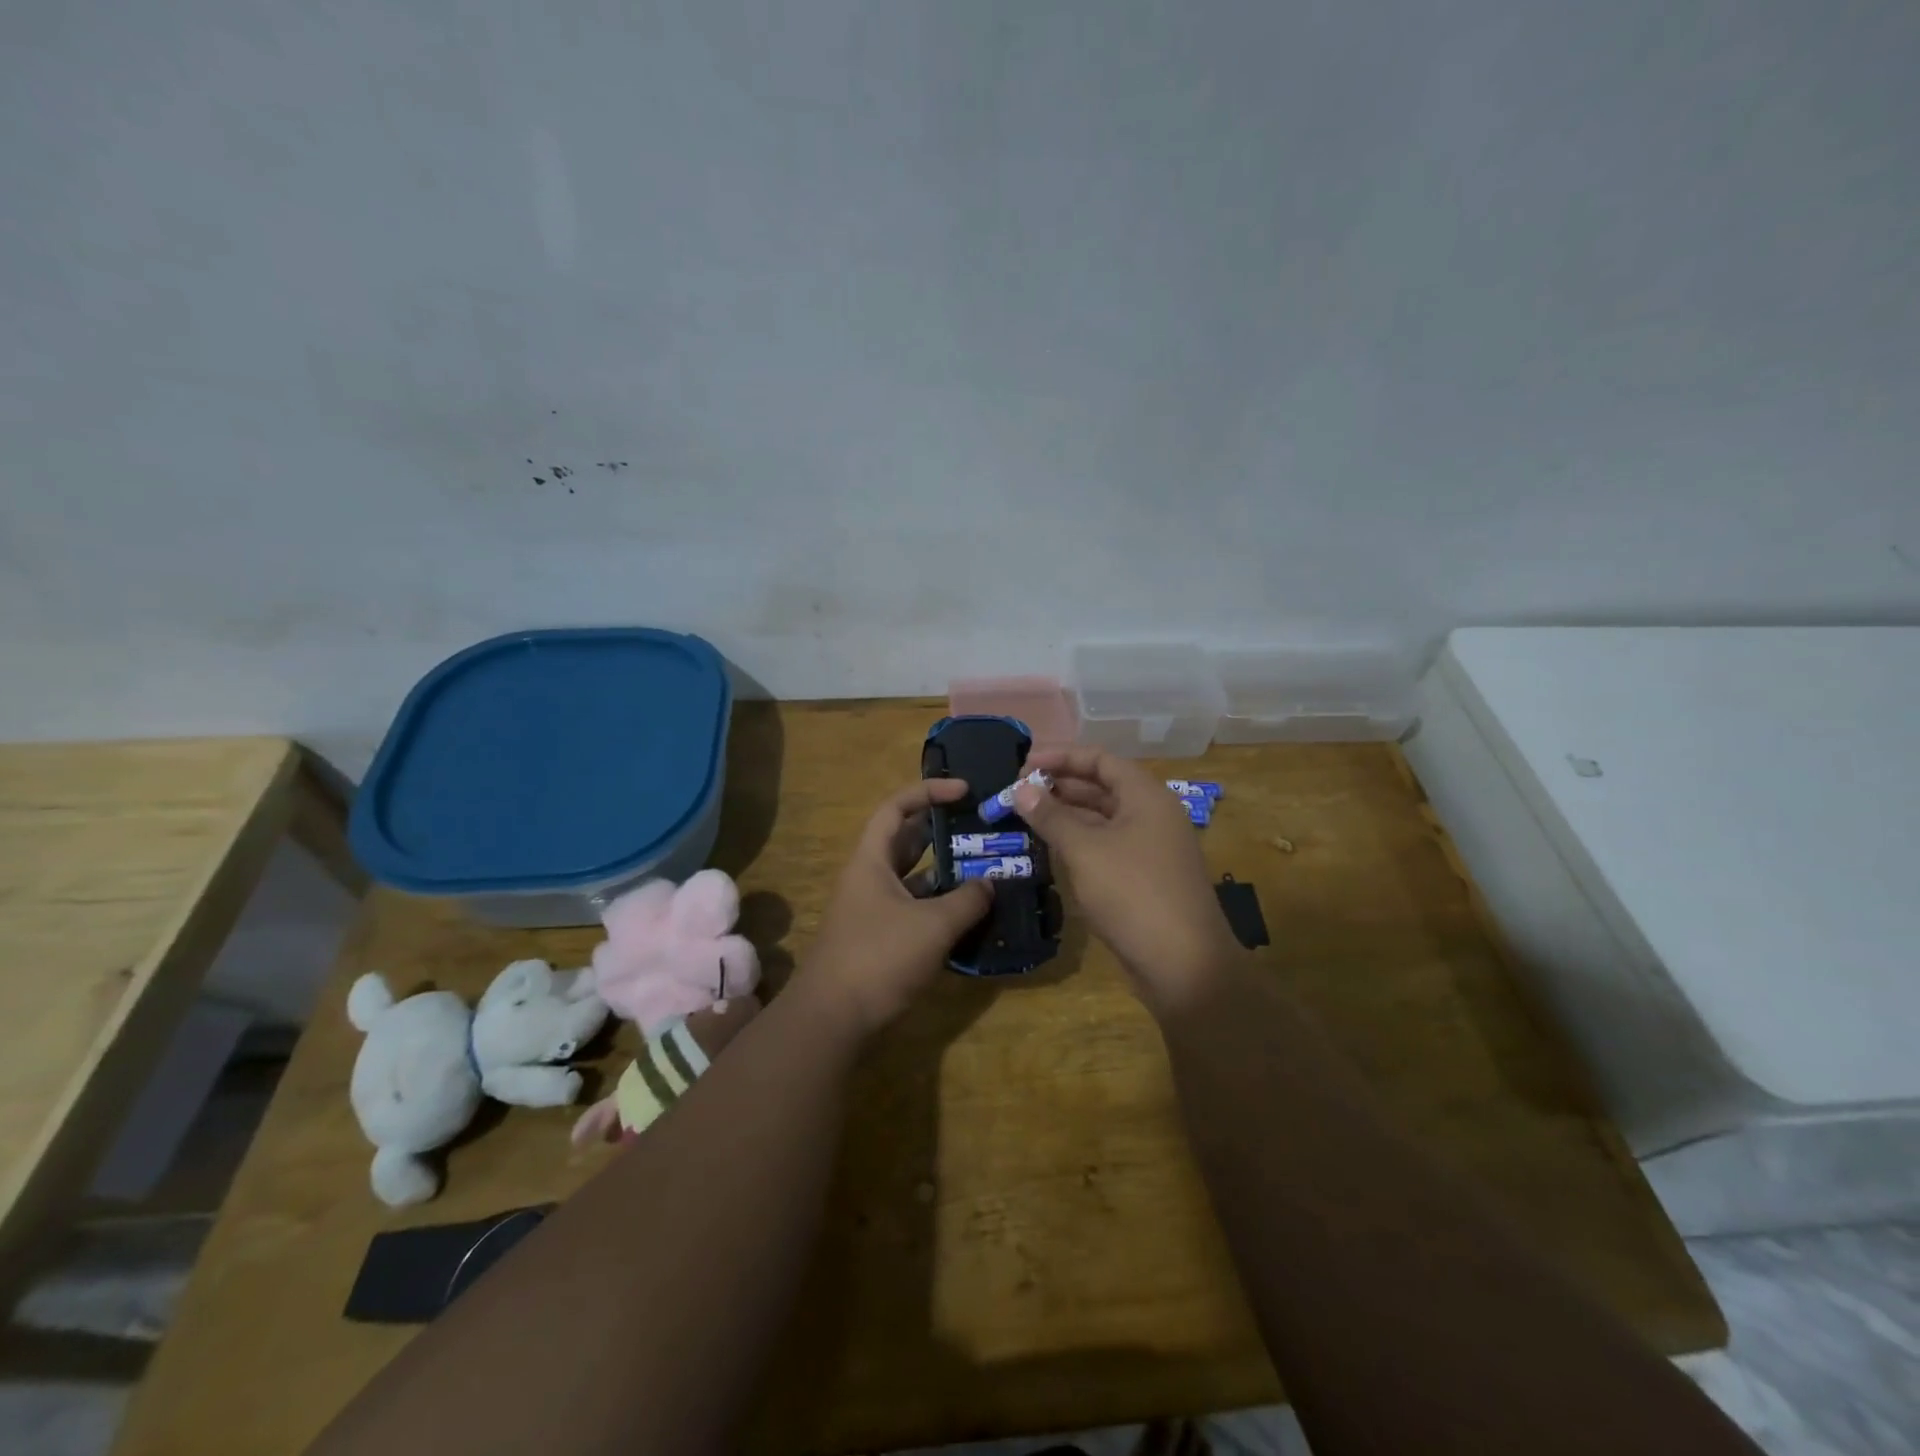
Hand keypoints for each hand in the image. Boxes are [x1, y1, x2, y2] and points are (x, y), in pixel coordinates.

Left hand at [798, 779, 993, 1035]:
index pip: (897, 808)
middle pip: (907, 840)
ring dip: (945, 872)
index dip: (929, 791)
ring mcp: (873, 910)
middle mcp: (870, 878)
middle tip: (981, 829)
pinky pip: (915, 909)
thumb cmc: (878, 958)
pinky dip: (940, 906)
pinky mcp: (880, 938)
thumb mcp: (932, 926)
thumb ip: (967, 901)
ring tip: (985, 868)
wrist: (831, 1019)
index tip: (965, 790)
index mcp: (871, 861)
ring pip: (913, 878)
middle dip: (943, 831)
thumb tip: (991, 883)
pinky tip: (970, 914)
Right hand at [1015, 746, 1241, 1012]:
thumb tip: (1022, 789)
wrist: (1184, 965)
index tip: (1023, 764)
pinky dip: (1079, 843)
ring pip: (1102, 820)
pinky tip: (1050, 851)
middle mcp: (1152, 815)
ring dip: (1066, 816)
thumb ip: (1051, 816)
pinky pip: (1107, 847)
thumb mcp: (1085, 850)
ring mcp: (1151, 849)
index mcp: (1146, 797)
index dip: (1061, 757)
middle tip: (1018, 793)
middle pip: (1102, 788)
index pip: (1101, 760)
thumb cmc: (1133, 893)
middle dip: (1059, 787)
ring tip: (1025, 818)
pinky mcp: (1145, 879)